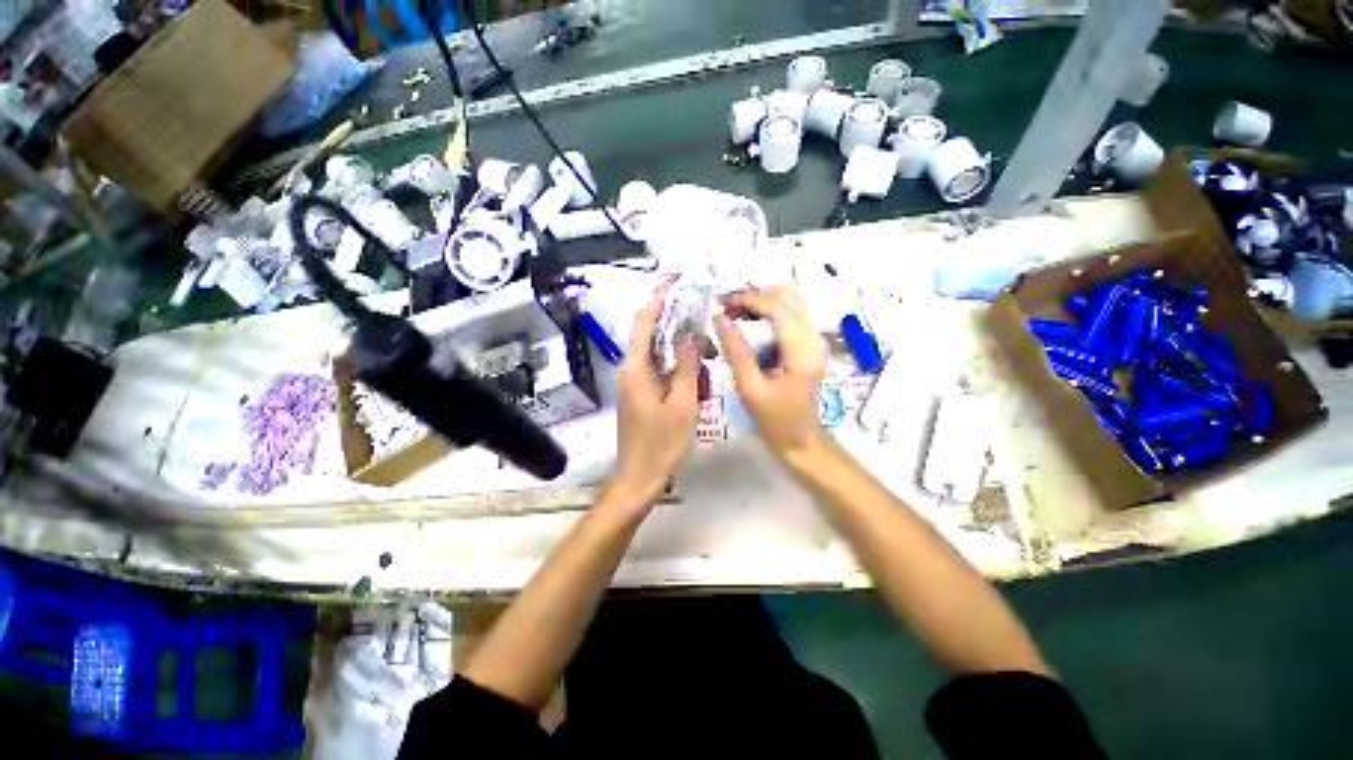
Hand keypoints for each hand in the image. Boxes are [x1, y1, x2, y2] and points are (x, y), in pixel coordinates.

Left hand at [607, 284, 701, 506]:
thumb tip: (692, 332)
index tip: (677, 279)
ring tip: (706, 376)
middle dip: (683, 334)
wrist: (639, 480)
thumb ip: (687, 366)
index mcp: (636, 367)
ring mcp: (636, 383)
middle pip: (656, 336)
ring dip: (686, 360)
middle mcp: (632, 369)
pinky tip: (698, 389)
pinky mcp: (643, 394)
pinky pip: (664, 374)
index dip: (659, 296)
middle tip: (709, 345)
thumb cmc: (661, 445)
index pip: (645, 320)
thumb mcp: (682, 404)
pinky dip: (682, 375)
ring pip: (663, 357)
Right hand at [714, 286, 829, 458]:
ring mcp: (814, 340)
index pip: (778, 309)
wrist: (801, 440)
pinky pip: (790, 314)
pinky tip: (748, 320)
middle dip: (755, 296)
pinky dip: (768, 310)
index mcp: (802, 351)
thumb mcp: (750, 389)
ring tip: (735, 311)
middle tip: (726, 306)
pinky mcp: (808, 344)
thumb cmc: (775, 420)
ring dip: (762, 300)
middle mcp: (814, 339)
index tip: (722, 303)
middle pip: (788, 297)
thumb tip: (720, 319)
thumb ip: (736, 352)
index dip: (749, 299)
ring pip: (791, 302)